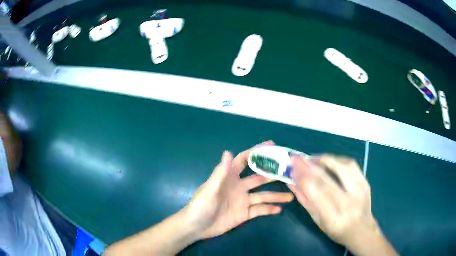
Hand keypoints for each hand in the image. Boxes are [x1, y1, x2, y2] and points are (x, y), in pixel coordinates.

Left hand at [183, 142, 293, 238]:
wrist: (196, 228)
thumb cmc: (200, 206)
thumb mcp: (209, 190)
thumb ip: (220, 173)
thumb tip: (228, 151)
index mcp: (229, 177)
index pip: (244, 160)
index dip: (256, 152)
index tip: (272, 146)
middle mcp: (239, 187)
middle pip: (259, 178)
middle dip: (273, 174)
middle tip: (289, 171)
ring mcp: (242, 201)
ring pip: (263, 195)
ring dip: (276, 195)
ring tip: (292, 195)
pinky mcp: (244, 214)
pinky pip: (259, 210)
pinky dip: (269, 209)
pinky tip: (279, 209)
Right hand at [288, 155, 396, 255]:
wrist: (362, 229)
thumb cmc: (336, 230)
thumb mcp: (318, 220)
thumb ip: (306, 200)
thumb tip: (292, 182)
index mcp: (333, 217)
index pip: (315, 191)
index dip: (302, 177)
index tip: (291, 168)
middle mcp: (348, 202)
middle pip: (326, 178)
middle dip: (308, 165)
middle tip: (296, 157)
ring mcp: (359, 190)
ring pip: (341, 166)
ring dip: (323, 159)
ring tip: (311, 158)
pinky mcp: (365, 182)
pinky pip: (351, 164)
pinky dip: (337, 159)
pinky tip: (328, 160)